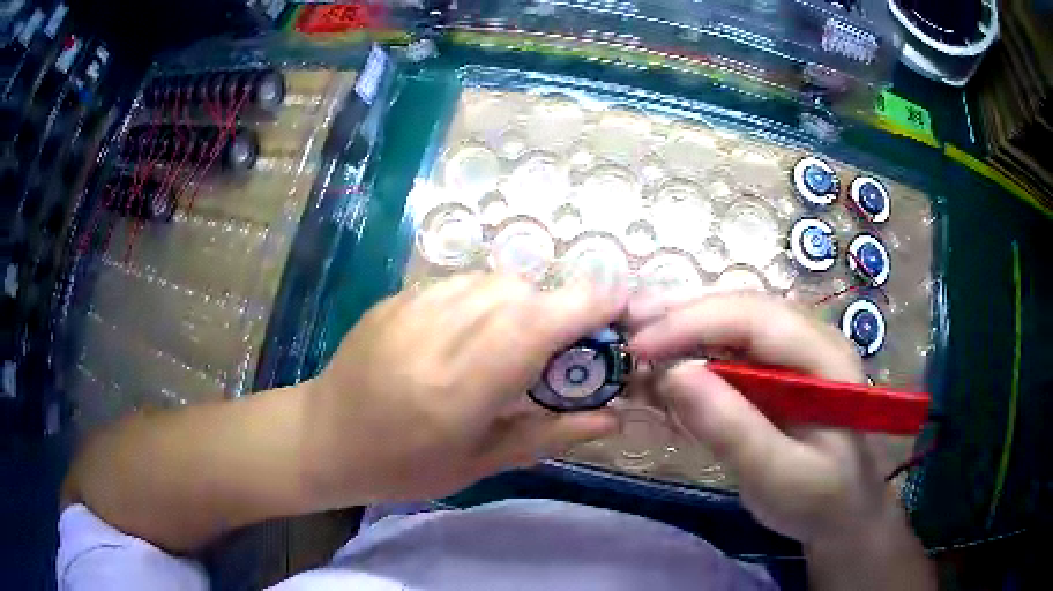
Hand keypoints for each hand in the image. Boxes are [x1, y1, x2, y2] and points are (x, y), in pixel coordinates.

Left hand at [302, 274, 625, 505]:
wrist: (324, 437)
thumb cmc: (403, 466)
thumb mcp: (480, 463)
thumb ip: (550, 433)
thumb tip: (613, 416)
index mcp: (459, 388)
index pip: (534, 326)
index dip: (585, 305)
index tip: (618, 305)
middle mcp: (436, 335)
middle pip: (519, 294)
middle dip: (556, 310)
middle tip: (560, 348)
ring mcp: (410, 308)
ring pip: (491, 280)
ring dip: (521, 302)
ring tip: (514, 342)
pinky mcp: (396, 298)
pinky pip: (459, 282)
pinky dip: (485, 299)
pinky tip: (472, 332)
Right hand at [628, 294, 893, 543]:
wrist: (841, 513)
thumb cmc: (819, 498)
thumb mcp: (778, 477)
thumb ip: (733, 429)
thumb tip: (673, 374)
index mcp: (824, 356)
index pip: (755, 317)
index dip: (693, 322)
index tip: (639, 347)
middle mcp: (808, 340)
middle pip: (737, 310)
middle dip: (678, 319)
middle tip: (622, 334)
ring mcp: (790, 355)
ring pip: (727, 327)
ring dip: (678, 337)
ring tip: (633, 356)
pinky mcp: (773, 374)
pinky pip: (726, 354)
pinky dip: (687, 363)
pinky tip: (659, 380)